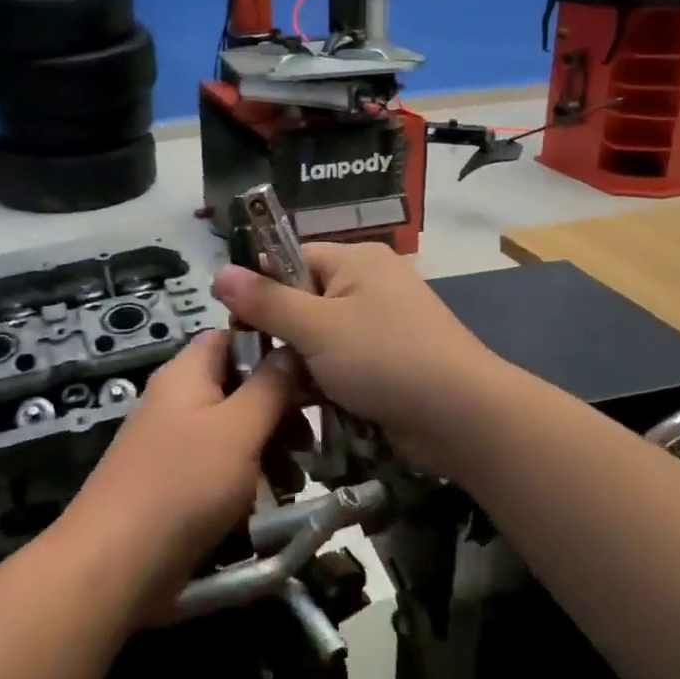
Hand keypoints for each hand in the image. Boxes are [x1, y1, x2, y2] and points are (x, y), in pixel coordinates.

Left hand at [59, 331, 296, 609]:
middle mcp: (178, 399)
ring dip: (269, 451)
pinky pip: (220, 467)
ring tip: (295, 482)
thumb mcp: (239, 429)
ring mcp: (174, 442)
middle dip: (279, 412)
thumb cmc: (184, 483)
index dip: (272, 350)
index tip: (311, 376)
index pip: (233, 337)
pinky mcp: (176, 482)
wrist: (116, 563)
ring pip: (235, 431)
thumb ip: (270, 386)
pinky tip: (269, 506)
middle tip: (310, 443)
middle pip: (239, 387)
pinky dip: (247, 480)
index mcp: (187, 372)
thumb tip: (291, 348)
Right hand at [212, 242, 502, 473]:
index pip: (290, 260)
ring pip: (318, 338)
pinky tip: (310, 405)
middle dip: (281, 335)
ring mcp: (381, 325)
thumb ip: (265, 302)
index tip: (238, 326)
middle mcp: (368, 285)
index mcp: (354, 261)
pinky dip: (324, 381)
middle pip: (302, 300)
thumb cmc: (384, 359)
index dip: (261, 289)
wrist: (461, 418)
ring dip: (300, 364)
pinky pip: (340, 362)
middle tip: (260, 366)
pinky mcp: (387, 361)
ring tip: (283, 391)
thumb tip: (218, 272)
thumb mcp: (316, 328)